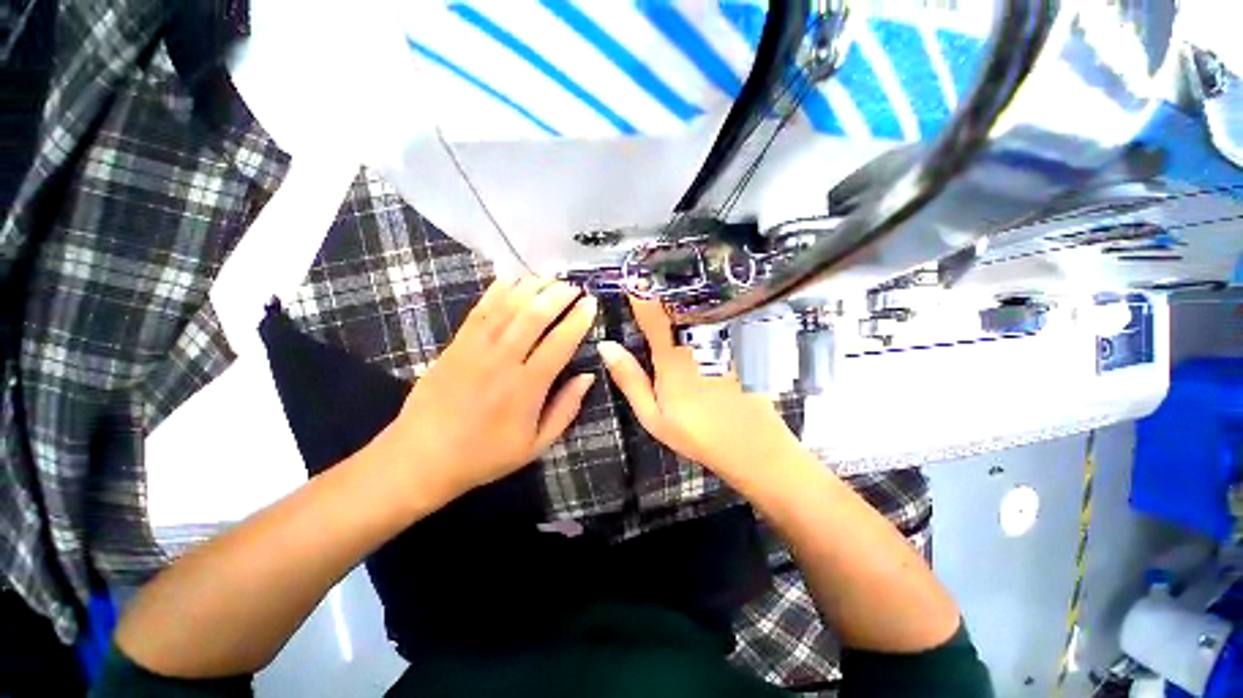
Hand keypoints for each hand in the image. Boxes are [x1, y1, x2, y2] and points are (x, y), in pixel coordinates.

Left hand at [384, 277, 597, 499]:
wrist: (421, 458)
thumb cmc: (485, 455)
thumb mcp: (536, 444)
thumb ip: (566, 409)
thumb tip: (588, 376)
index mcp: (526, 388)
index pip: (559, 344)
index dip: (578, 320)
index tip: (591, 303)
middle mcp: (502, 361)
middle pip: (534, 317)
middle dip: (558, 295)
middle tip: (574, 285)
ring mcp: (475, 349)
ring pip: (508, 307)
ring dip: (532, 288)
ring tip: (550, 277)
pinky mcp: (456, 344)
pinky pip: (479, 310)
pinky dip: (497, 290)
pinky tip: (512, 278)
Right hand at [598, 297, 804, 493]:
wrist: (751, 445)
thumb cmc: (696, 432)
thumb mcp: (652, 415)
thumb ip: (629, 379)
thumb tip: (606, 346)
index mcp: (672, 355)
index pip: (651, 313)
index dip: (639, 292)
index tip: (630, 279)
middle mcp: (697, 339)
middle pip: (678, 301)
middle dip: (663, 285)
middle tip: (651, 273)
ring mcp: (722, 338)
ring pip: (700, 302)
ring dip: (686, 290)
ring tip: (674, 280)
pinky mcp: (740, 342)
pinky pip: (720, 312)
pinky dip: (708, 303)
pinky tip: (704, 301)